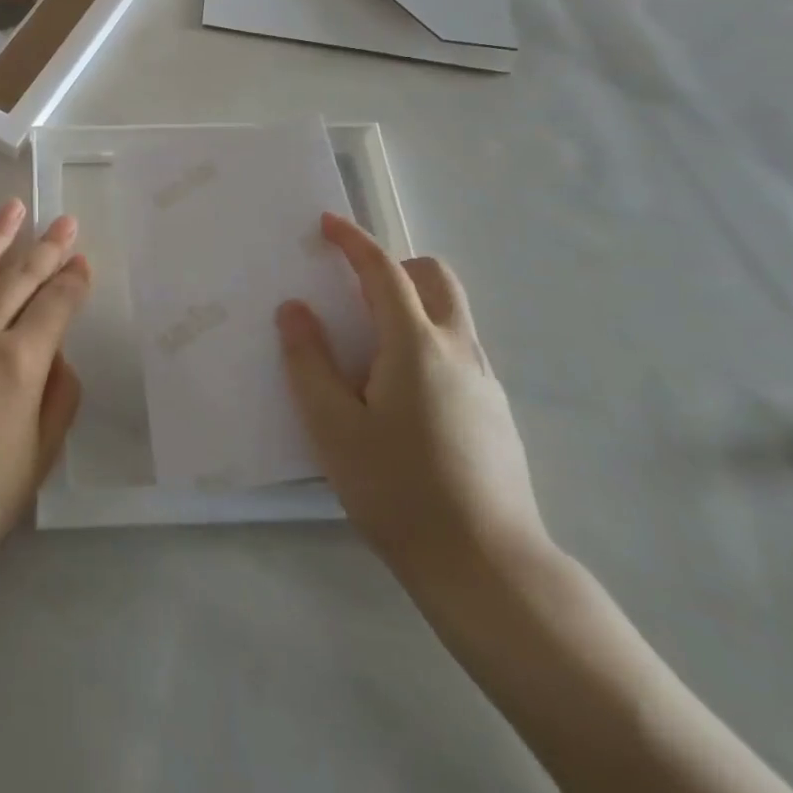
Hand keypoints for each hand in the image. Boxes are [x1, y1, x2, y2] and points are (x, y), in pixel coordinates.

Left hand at [0, 199, 88, 580]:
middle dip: (46, 247)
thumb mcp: (38, 460)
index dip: (73, 280)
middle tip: (64, 221)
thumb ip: (59, 399)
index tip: (82, 261)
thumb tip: (58, 354)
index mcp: (17, 363)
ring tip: (12, 208)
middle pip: (18, 278)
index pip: (55, 305)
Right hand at [276, 214, 549, 587]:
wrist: (488, 569)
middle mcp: (458, 350)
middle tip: (355, 290)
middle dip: (396, 265)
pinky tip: (400, 399)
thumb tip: (296, 309)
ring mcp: (484, 383)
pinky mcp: (496, 414)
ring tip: (368, 351)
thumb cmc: (399, 491)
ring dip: (411, 306)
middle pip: (436, 278)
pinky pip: (457, 352)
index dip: (353, 241)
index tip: (327, 223)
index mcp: (415, 344)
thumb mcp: (333, 427)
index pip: (384, 270)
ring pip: (451, 315)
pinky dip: (426, 344)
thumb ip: (309, 361)